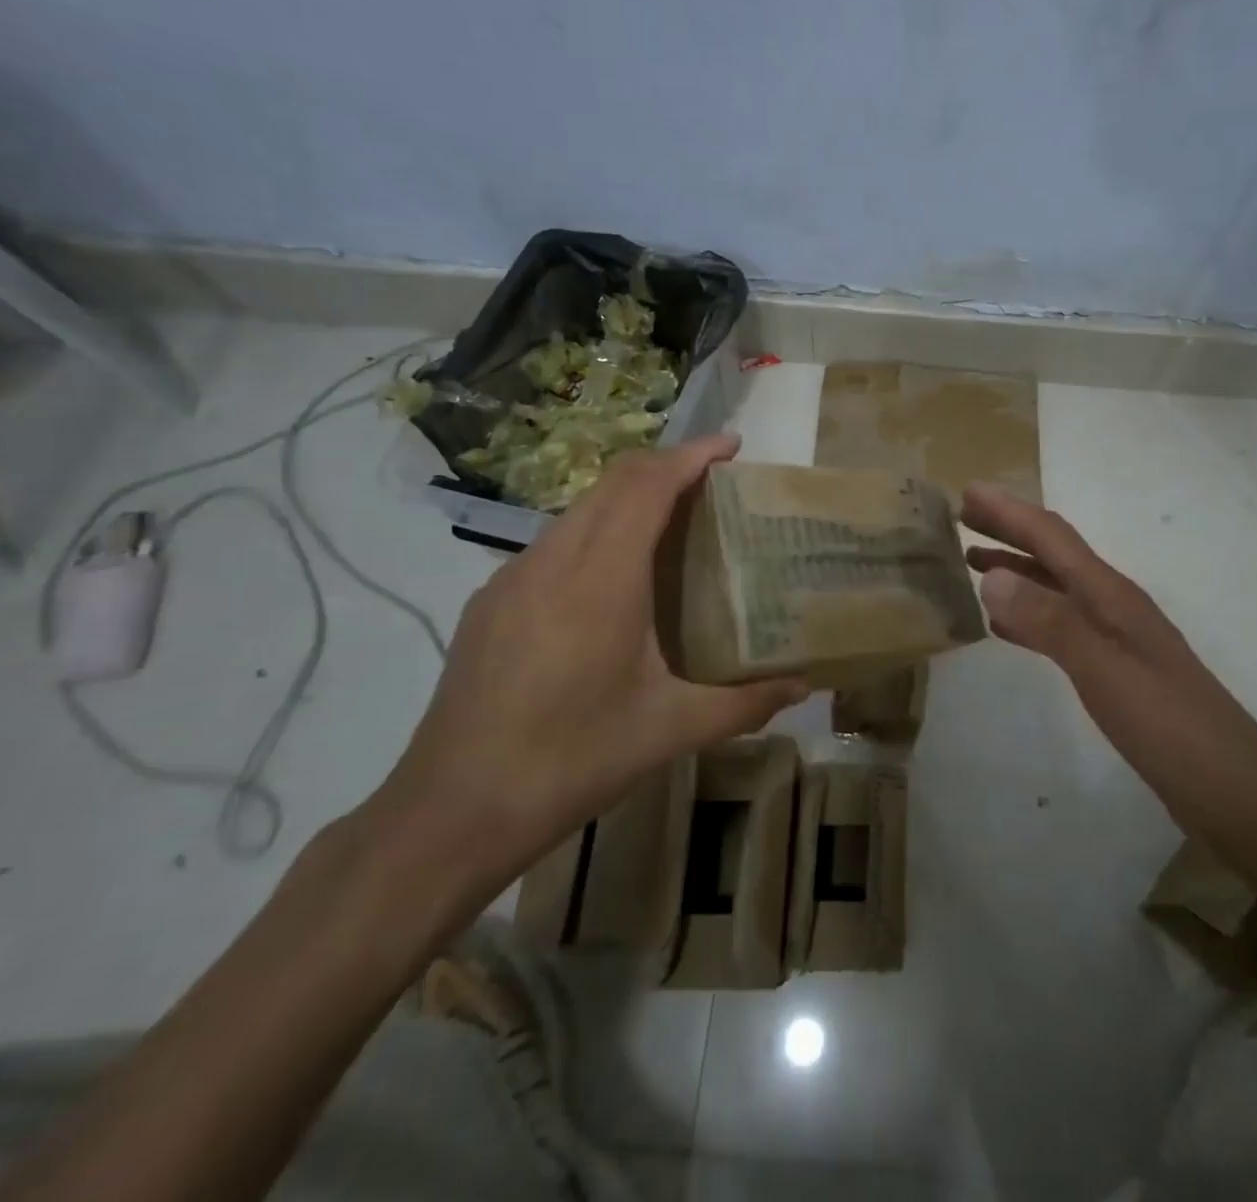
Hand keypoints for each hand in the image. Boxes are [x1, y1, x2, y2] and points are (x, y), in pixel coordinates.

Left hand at [374, 435, 806, 897]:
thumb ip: (745, 703)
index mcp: (602, 579)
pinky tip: (613, 579)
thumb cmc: (572, 761)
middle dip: (665, 466)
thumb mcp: (671, 732)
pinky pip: (553, 542)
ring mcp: (512, 578)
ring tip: (672, 524)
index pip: (646, 486)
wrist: (452, 810)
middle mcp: (552, 561)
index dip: (690, 455)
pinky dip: (596, 531)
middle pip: (612, 483)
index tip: (731, 446)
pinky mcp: (490, 603)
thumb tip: (804, 685)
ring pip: (578, 509)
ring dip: (628, 498)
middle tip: (714, 483)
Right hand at [961, 481, 1256, 826]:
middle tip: (962, 518)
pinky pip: (1057, 625)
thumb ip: (1048, 622)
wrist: (1230, 786)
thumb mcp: (1104, 669)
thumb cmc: (1167, 723)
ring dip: (1014, 568)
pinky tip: (1003, 625)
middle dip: (1008, 530)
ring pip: (1053, 588)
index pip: (1052, 537)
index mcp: (1109, 594)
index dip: (1009, 512)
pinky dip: (1026, 614)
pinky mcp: (1111, 668)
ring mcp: (1112, 637)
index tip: (967, 490)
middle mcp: (1110, 604)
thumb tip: (990, 576)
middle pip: (1053, 554)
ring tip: (971, 562)